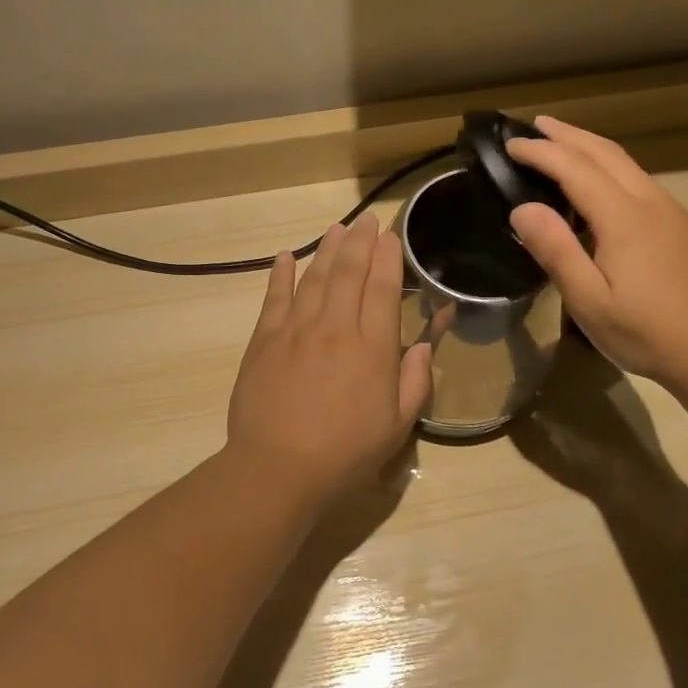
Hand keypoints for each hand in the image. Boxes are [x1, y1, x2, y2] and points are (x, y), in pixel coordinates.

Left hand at [226, 215, 432, 508]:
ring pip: (314, 278)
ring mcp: (296, 330)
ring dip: (327, 250)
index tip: (390, 237)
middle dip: (361, 242)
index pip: (383, 290)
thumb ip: (414, 382)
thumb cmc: (345, 453)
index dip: (388, 259)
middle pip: (349, 273)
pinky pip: (274, 297)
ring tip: (338, 229)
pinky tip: (287, 256)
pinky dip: (281, 274)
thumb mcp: (396, 427)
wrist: (278, 468)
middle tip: (367, 220)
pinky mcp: (264, 340)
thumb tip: (424, 347)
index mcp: (372, 348)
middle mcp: (335, 328)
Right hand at [505, 117, 687, 391]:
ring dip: (591, 148)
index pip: (574, 168)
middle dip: (568, 135)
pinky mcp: (684, 227)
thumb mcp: (588, 301)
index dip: (540, 152)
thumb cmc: (646, 332)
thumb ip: (556, 251)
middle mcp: (650, 202)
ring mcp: (672, 212)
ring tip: (564, 145)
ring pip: (628, 164)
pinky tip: (602, 188)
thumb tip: (523, 209)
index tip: (510, 144)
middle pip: (605, 152)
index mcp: (623, 218)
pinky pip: (641, 182)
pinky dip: (611, 169)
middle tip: (536, 124)